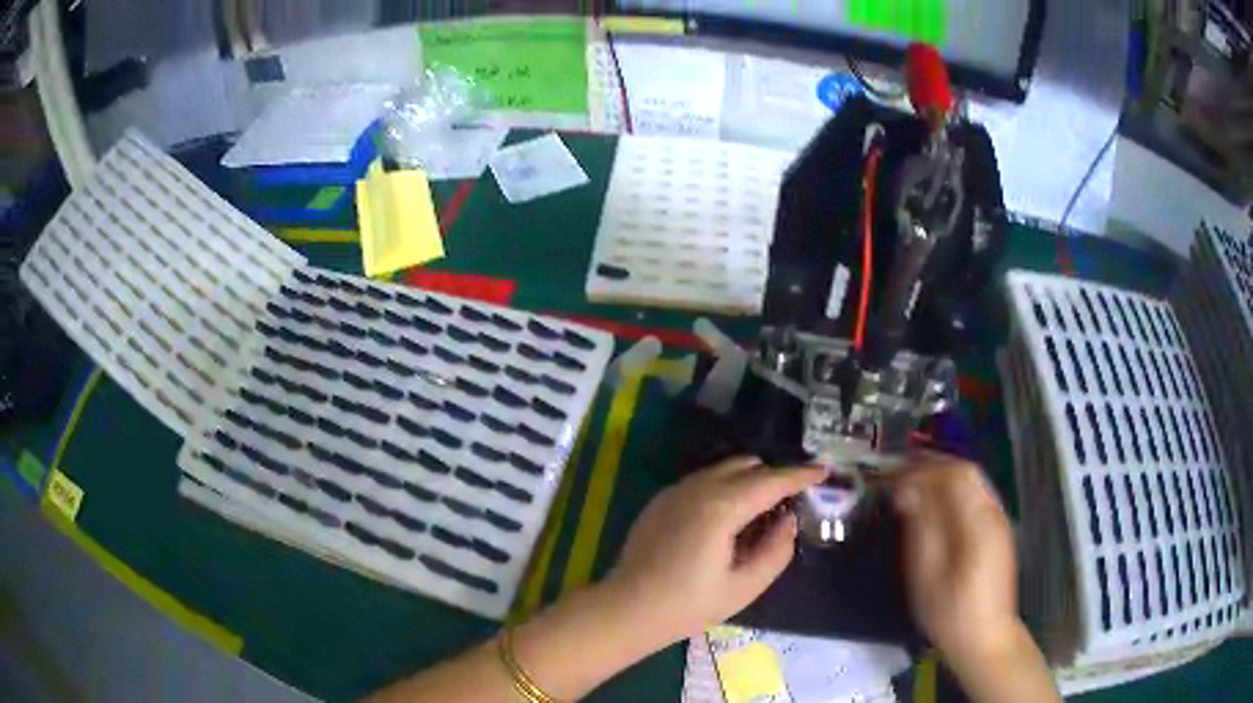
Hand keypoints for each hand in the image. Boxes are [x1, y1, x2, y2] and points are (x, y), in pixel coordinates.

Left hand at [604, 457, 823, 645]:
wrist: (627, 609)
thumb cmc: (688, 605)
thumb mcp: (744, 587)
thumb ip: (776, 550)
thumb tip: (788, 521)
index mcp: (721, 507)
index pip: (771, 481)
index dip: (800, 475)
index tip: (823, 471)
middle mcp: (698, 488)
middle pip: (747, 466)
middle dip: (773, 477)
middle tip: (790, 503)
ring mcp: (675, 491)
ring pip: (723, 469)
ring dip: (748, 481)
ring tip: (759, 515)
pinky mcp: (661, 500)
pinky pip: (703, 481)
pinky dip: (724, 488)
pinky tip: (725, 522)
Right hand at [887, 452, 1020, 666]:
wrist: (985, 638)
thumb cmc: (950, 612)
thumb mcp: (927, 575)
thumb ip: (921, 527)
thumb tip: (908, 490)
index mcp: (977, 521)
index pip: (952, 474)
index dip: (921, 469)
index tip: (893, 478)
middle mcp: (992, 513)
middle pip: (966, 471)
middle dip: (933, 466)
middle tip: (901, 473)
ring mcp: (999, 521)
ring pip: (974, 481)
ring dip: (943, 476)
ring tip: (914, 484)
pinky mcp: (998, 532)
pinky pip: (976, 495)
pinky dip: (954, 490)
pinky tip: (936, 505)